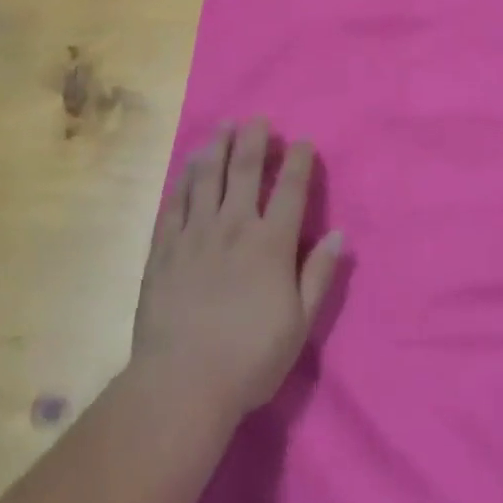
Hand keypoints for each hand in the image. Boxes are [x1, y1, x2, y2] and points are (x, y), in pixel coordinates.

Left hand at [132, 118, 344, 421]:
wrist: (182, 383)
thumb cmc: (250, 358)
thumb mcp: (299, 323)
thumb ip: (319, 275)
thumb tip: (338, 234)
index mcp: (271, 244)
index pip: (290, 189)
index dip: (298, 161)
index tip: (302, 141)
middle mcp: (233, 226)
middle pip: (244, 170)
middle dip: (254, 139)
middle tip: (257, 118)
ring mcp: (195, 234)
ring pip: (207, 177)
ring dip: (217, 147)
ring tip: (223, 126)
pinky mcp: (164, 248)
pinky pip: (175, 202)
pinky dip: (185, 179)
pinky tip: (189, 166)